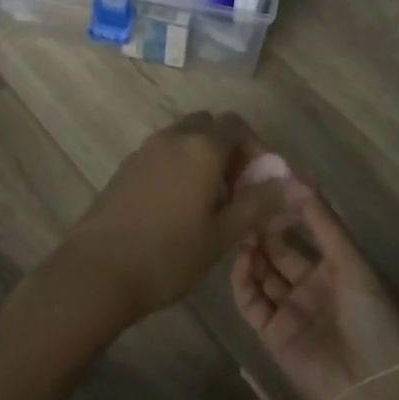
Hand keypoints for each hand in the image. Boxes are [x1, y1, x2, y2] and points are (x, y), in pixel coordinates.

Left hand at [52, 112, 290, 328]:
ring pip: (184, 139)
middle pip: (209, 127)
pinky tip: (178, 210)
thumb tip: (302, 186)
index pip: (237, 126)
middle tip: (236, 192)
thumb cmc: (169, 255)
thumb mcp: (223, 233)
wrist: (97, 273)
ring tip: (210, 205)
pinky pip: (163, 154)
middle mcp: (173, 137)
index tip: (261, 184)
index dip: (256, 149)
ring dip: (203, 159)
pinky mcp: (126, 168)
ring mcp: (145, 150)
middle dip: (229, 151)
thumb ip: (262, 204)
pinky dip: (179, 167)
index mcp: (202, 146)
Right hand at [231, 178, 398, 399]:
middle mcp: (312, 285)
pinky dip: (243, 281)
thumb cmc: (374, 318)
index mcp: (339, 267)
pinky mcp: (273, 335)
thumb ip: (323, 222)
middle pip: (280, 250)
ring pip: (263, 274)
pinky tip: (241, 259)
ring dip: (252, 252)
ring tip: (240, 228)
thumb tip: (297, 177)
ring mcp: (291, 310)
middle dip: (264, 228)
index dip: (289, 208)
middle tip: (243, 203)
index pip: (308, 229)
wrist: (377, 392)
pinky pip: (252, 302)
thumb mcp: (353, 263)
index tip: (267, 182)